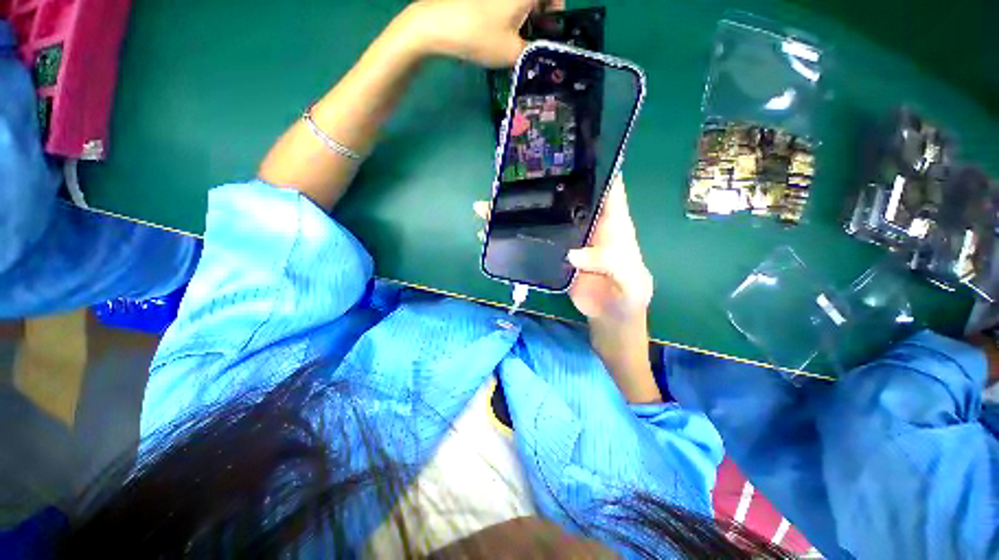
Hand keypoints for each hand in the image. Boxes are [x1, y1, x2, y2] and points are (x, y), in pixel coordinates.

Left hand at [402, 0, 548, 67]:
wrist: (438, 25)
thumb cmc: (481, 36)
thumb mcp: (513, 53)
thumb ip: (534, 54)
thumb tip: (543, 54)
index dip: (557, 12)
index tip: (552, 32)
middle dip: (541, 19)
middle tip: (536, 43)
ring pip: (520, 3)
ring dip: (525, 20)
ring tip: (518, 44)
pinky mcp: (481, 1)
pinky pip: (504, 6)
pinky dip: (509, 18)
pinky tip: (502, 36)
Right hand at [474, 175, 653, 323]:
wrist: (611, 318)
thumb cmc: (628, 294)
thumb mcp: (630, 279)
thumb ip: (610, 263)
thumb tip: (571, 255)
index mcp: (612, 221)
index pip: (605, 184)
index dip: (591, 165)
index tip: (566, 151)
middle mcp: (587, 224)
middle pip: (563, 198)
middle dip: (540, 186)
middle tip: (511, 177)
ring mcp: (567, 240)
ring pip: (543, 219)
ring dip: (518, 212)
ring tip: (487, 206)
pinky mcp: (553, 256)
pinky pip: (534, 243)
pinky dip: (515, 238)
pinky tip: (492, 234)